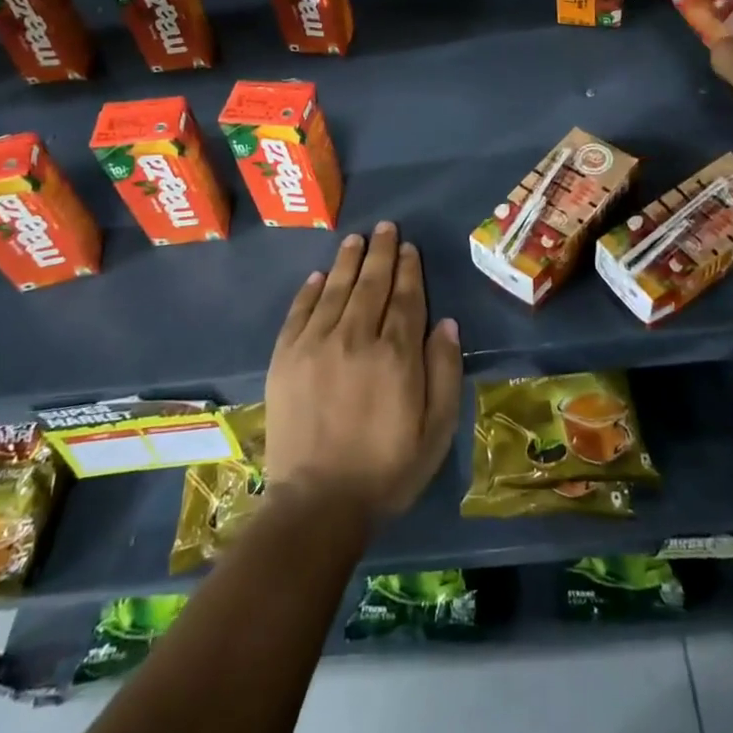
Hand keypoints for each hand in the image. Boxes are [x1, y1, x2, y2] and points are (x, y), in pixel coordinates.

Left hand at [265, 223, 462, 521]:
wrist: (317, 505)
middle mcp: (356, 337)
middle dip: (381, 253)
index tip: (410, 248)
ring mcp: (316, 345)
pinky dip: (309, 290)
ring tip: (356, 239)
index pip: (406, 298)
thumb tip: (447, 323)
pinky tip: (318, 276)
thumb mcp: (436, 430)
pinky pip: (299, 312)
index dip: (409, 270)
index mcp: (396, 354)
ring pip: (335, 289)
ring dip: (347, 261)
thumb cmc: (387, 470)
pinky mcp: (285, 358)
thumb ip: (444, 372)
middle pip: (371, 284)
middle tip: (386, 228)